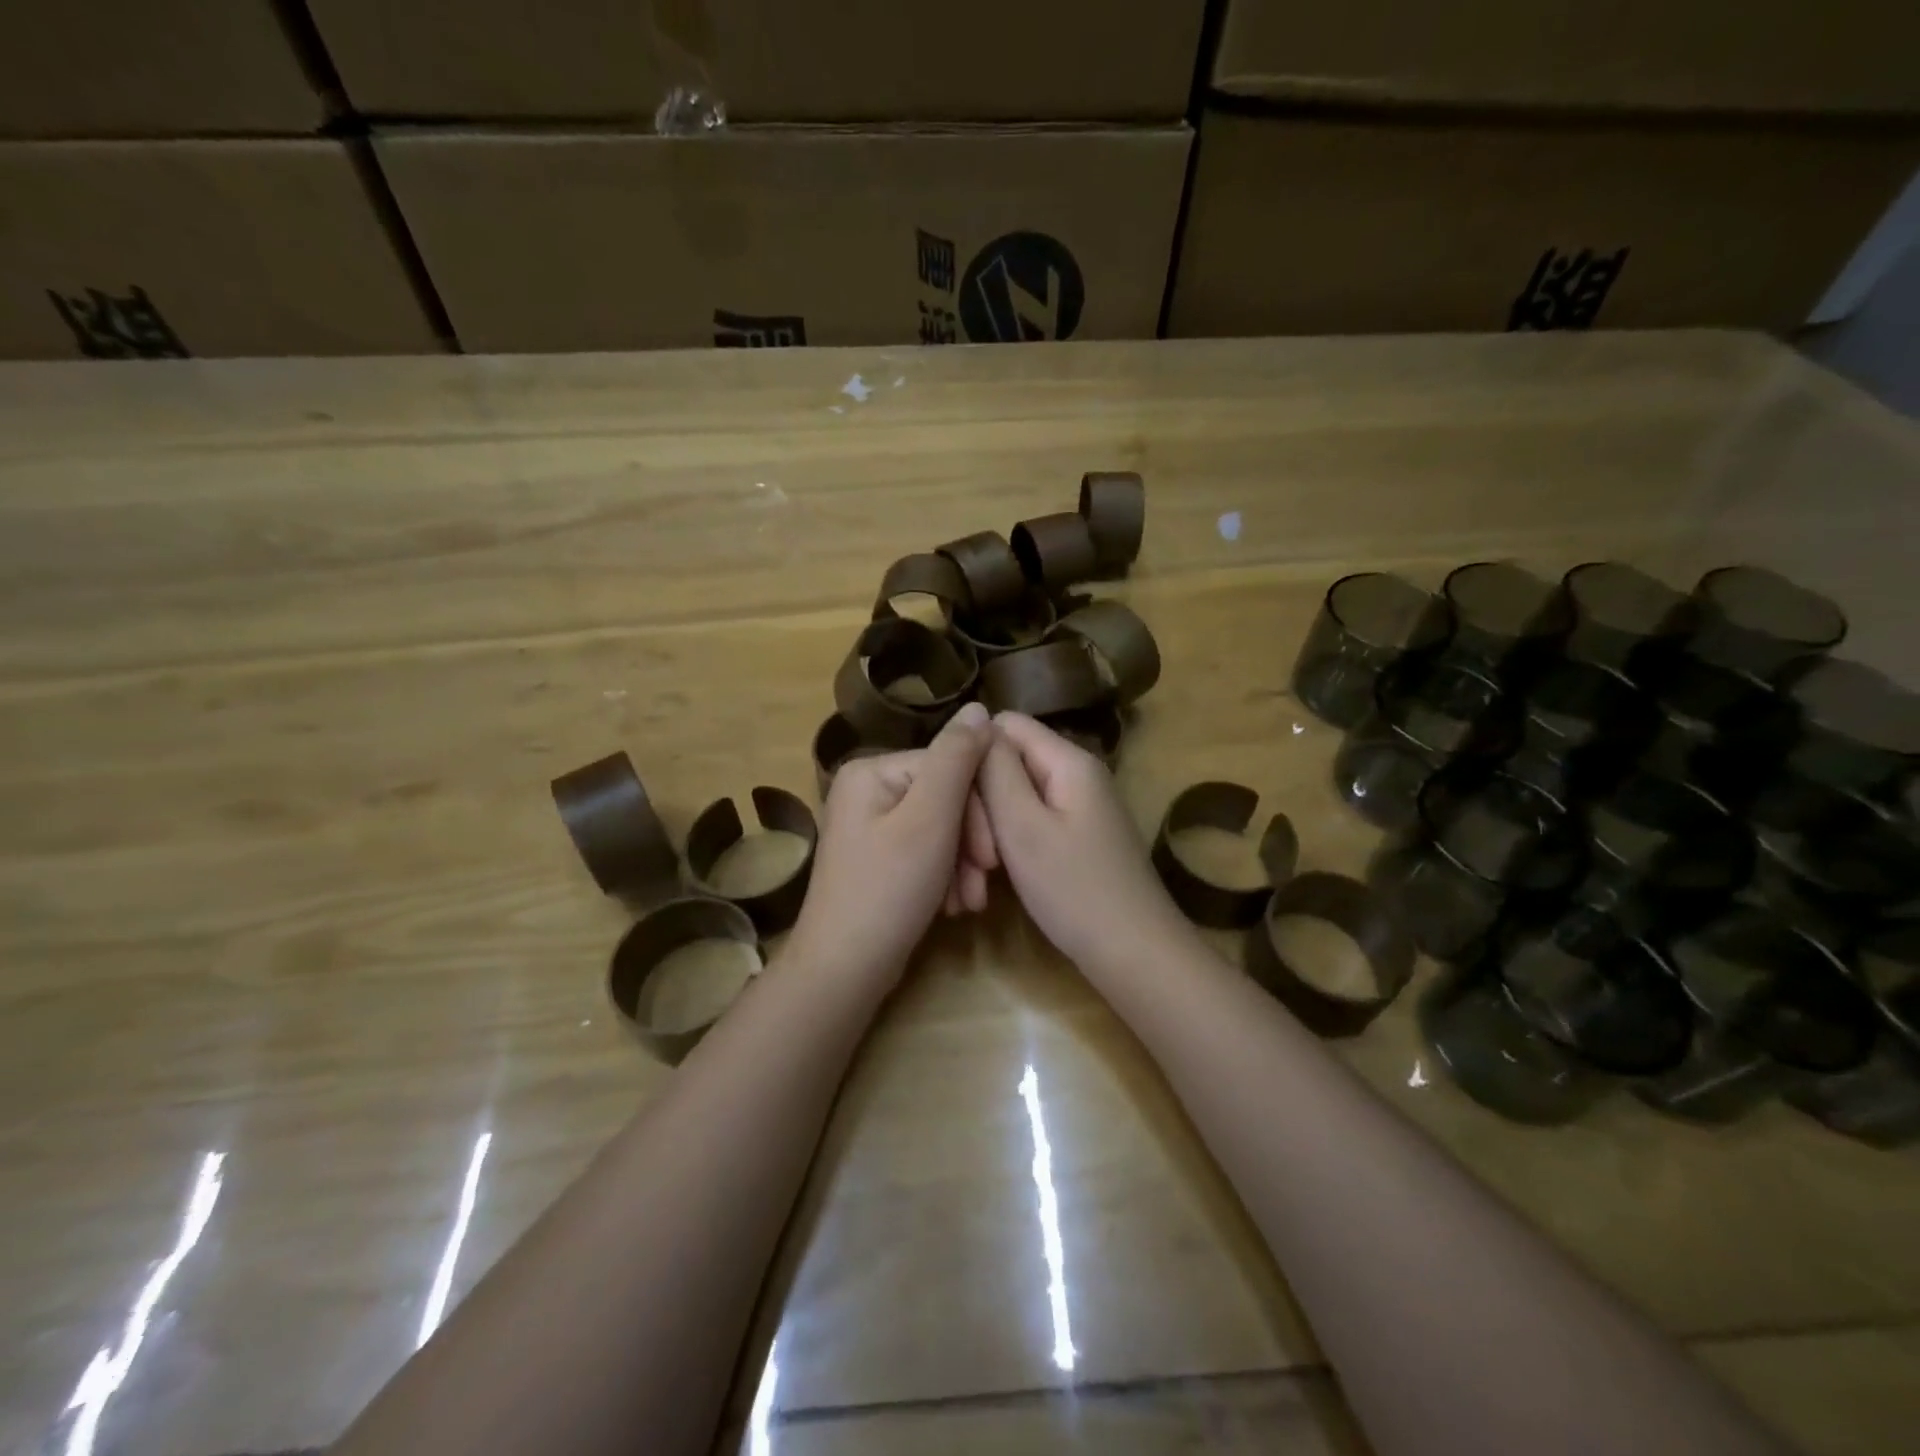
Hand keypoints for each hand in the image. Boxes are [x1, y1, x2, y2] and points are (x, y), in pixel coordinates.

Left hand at [788, 702, 996, 982]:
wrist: (844, 971)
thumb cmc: (888, 890)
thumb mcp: (930, 819)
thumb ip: (957, 759)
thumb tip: (978, 707)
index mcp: (872, 770)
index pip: (948, 768)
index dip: (979, 810)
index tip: (994, 857)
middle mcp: (867, 789)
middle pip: (944, 798)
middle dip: (971, 843)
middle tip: (983, 884)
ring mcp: (869, 825)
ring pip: (940, 828)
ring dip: (963, 864)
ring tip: (970, 903)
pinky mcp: (877, 858)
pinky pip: (924, 852)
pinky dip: (945, 877)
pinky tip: (954, 906)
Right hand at [977, 712, 1190, 971]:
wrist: (1134, 955)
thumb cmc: (1074, 890)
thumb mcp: (1023, 826)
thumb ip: (996, 769)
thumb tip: (976, 719)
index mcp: (1068, 761)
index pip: (1004, 724)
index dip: (972, 755)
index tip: (954, 800)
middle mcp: (1077, 774)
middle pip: (1009, 762)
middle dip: (980, 802)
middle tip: (972, 855)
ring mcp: (1080, 807)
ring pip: (1016, 797)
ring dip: (990, 831)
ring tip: (980, 876)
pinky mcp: (1078, 837)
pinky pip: (1032, 823)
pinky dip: (1010, 846)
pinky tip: (996, 880)